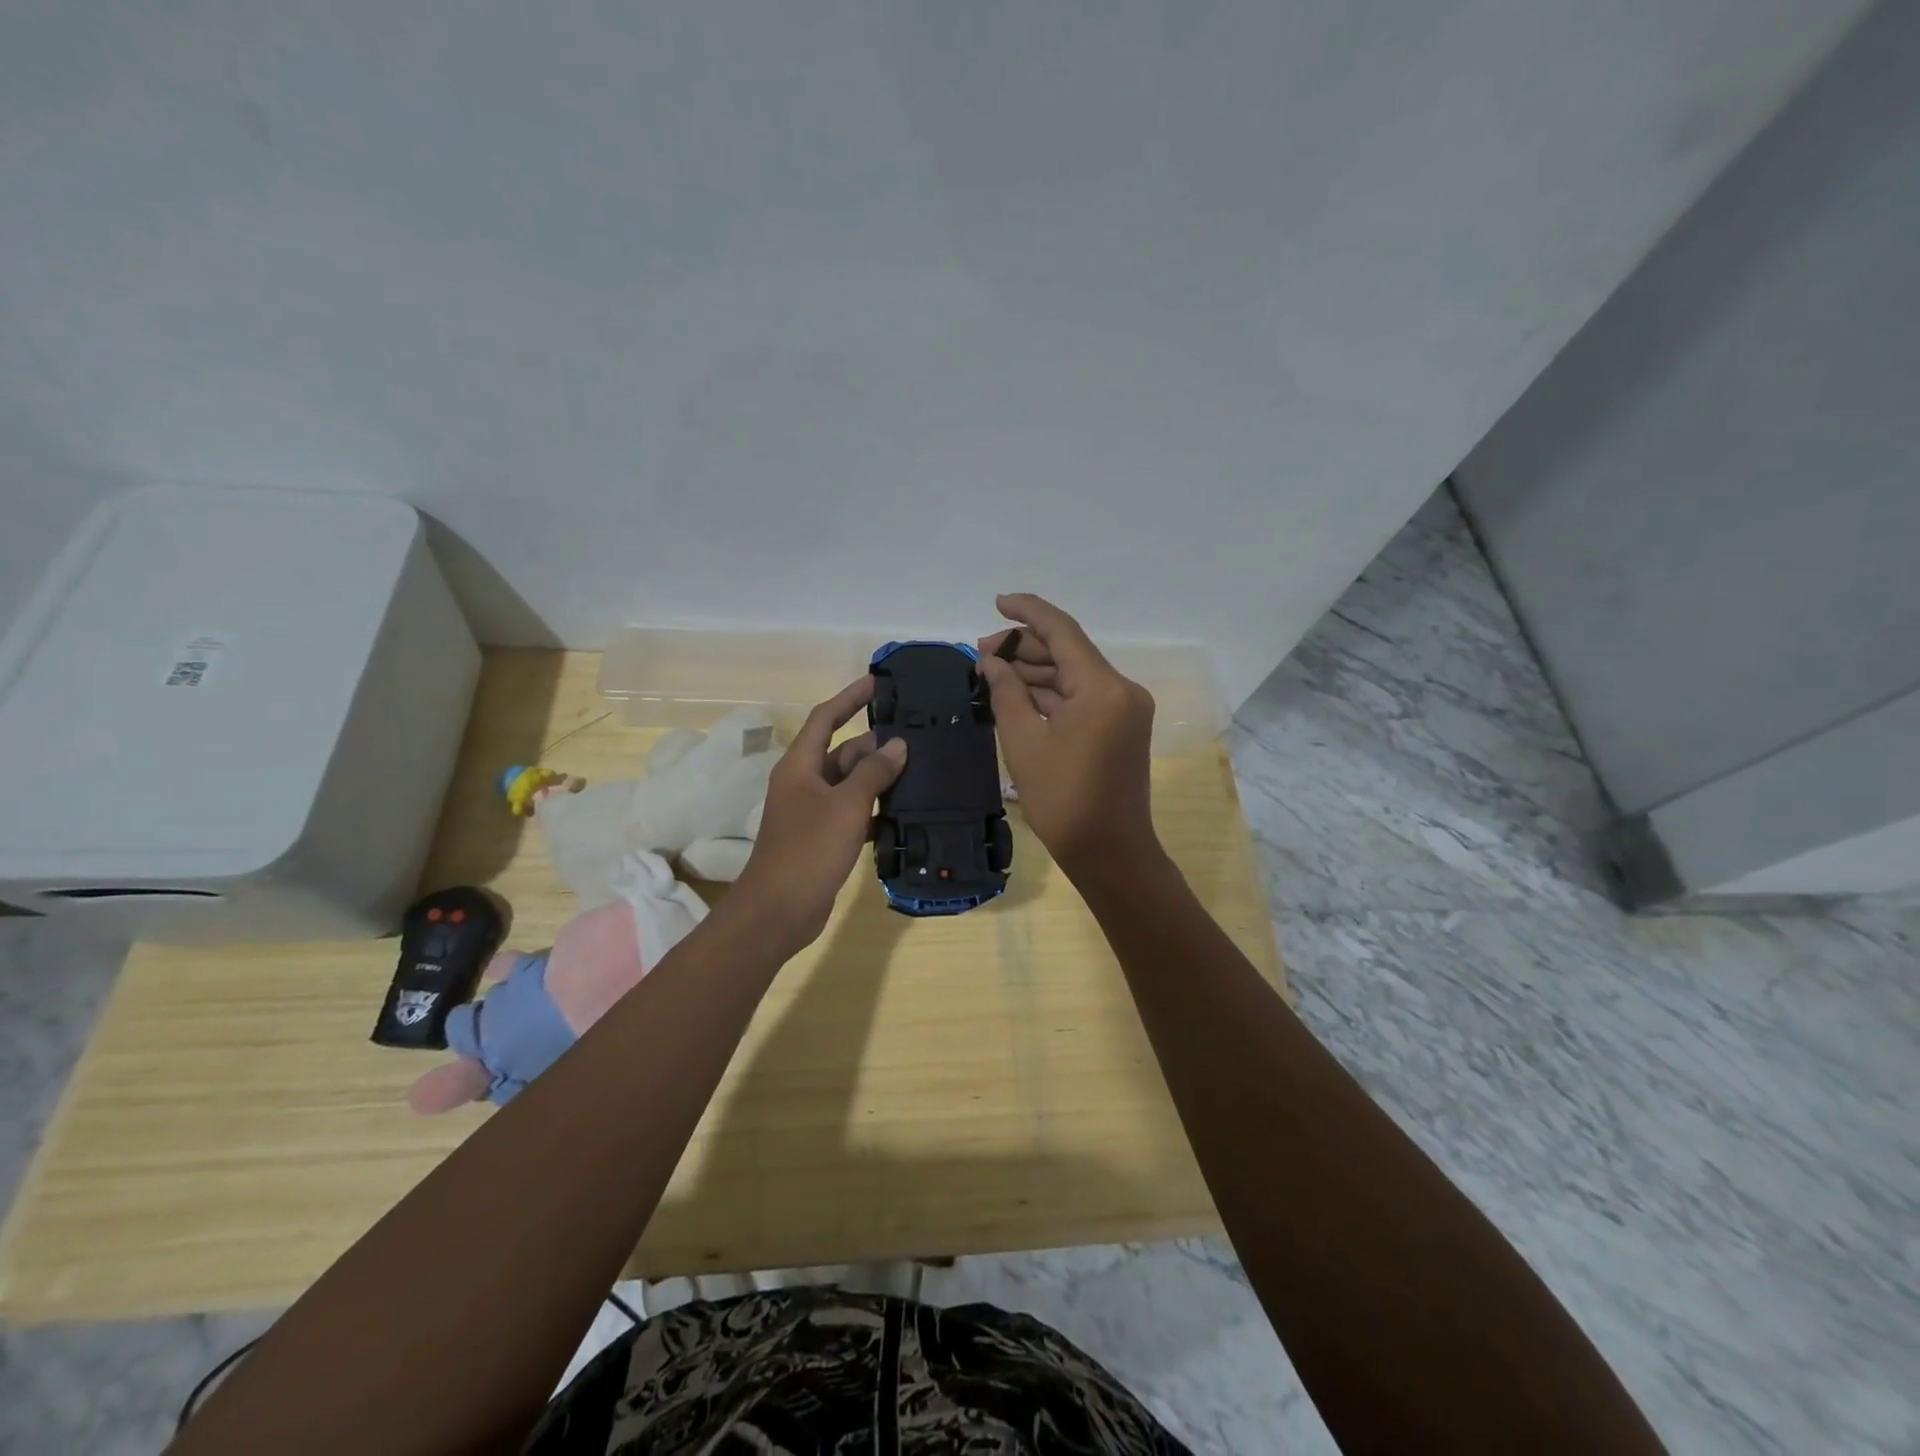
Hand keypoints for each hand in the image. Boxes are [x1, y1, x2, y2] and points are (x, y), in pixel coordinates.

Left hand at [729, 677, 907, 952]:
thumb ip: (873, 772)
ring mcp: (812, 812)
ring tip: (920, 772)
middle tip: (918, 739)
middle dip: (875, 745)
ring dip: (878, 778)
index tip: (878, 683)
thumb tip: (897, 744)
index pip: (825, 718)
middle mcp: (804, 782)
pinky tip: (903, 812)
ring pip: (850, 783)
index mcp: (800, 766)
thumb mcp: (846, 806)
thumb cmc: (809, 850)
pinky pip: (852, 811)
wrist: (779, 910)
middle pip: (843, 751)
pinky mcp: (822, 838)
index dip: (850, 698)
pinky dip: (874, 808)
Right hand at [978, 593, 1160, 882]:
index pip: (1063, 631)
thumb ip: (1006, 692)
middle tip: (981, 653)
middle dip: (1025, 647)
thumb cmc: (1063, 799)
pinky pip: (1081, 698)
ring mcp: (1124, 709)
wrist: (1109, 851)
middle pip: (1069, 652)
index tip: (997, 602)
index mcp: (1103, 688)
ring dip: (1035, 671)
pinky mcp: (1120, 727)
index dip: (1028, 612)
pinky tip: (1017, 693)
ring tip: (992, 672)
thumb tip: (991, 661)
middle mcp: (1121, 689)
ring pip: (1073, 676)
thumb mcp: (1024, 742)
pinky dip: (1050, 694)